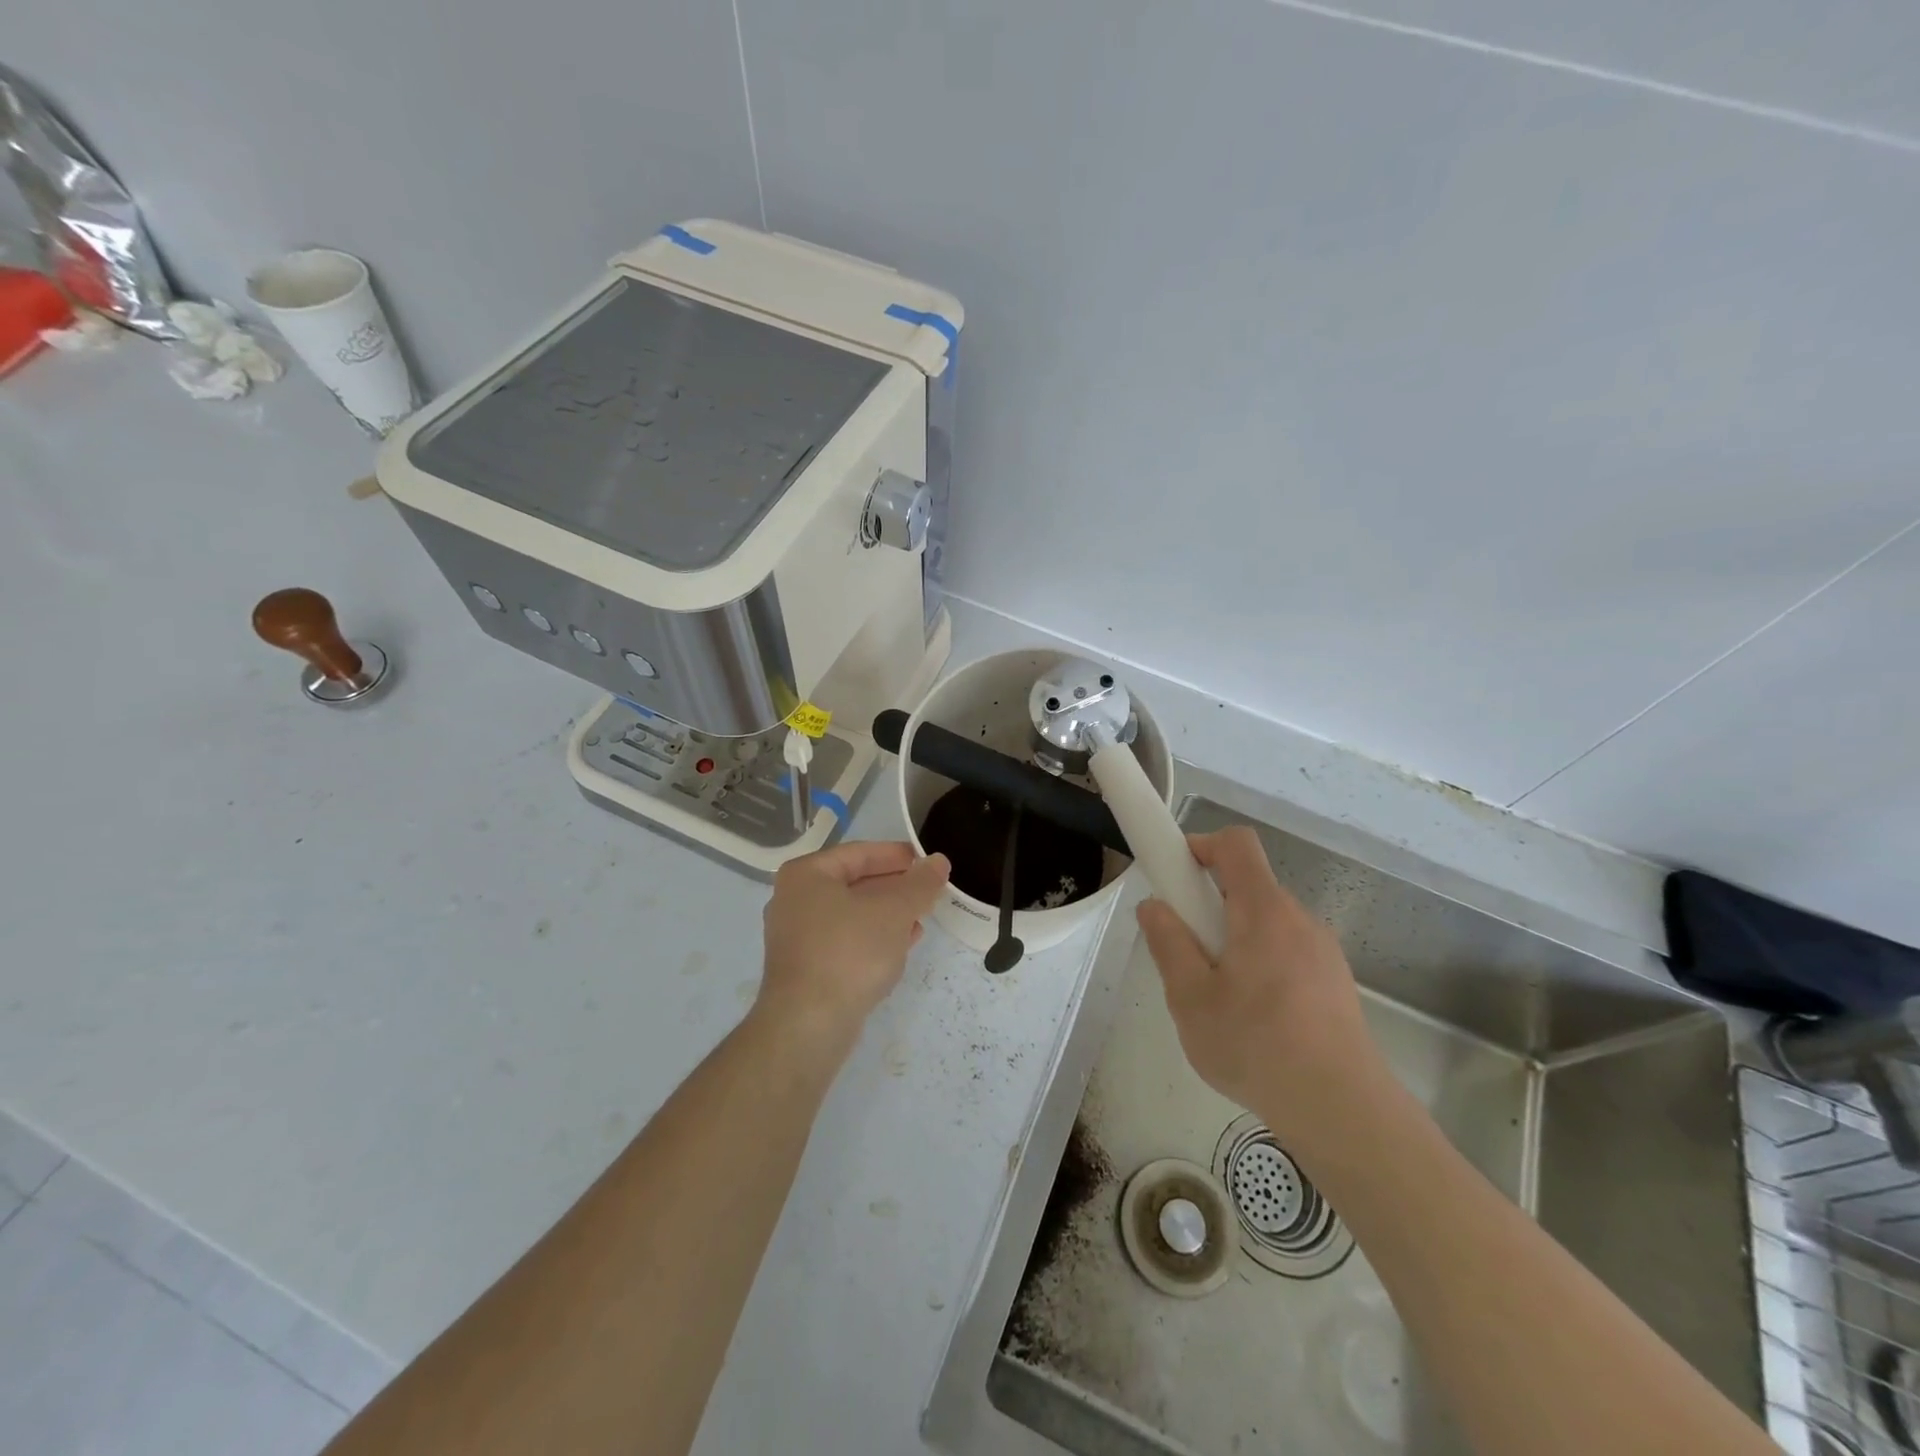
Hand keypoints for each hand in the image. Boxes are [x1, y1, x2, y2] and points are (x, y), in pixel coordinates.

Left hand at [755, 841, 949, 1051]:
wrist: (808, 1025)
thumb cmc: (849, 952)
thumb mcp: (894, 911)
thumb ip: (920, 883)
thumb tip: (939, 861)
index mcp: (806, 875)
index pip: (860, 853)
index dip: (897, 855)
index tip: (928, 862)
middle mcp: (794, 900)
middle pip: (855, 882)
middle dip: (895, 886)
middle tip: (929, 890)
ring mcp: (797, 936)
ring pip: (852, 913)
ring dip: (888, 913)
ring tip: (923, 916)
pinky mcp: (806, 967)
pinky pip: (846, 940)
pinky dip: (874, 937)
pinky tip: (902, 944)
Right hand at [1136, 827, 1383, 1153]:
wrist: (1343, 1111)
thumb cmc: (1256, 1045)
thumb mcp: (1190, 998)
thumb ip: (1168, 943)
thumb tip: (1155, 906)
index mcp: (1264, 911)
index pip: (1236, 844)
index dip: (1200, 845)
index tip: (1175, 877)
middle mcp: (1299, 919)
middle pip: (1248, 886)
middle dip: (1210, 906)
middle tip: (1187, 952)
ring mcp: (1323, 952)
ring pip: (1266, 924)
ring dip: (1235, 940)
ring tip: (1218, 997)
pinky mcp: (1335, 983)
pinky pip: (1287, 953)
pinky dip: (1261, 965)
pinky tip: (1253, 1020)